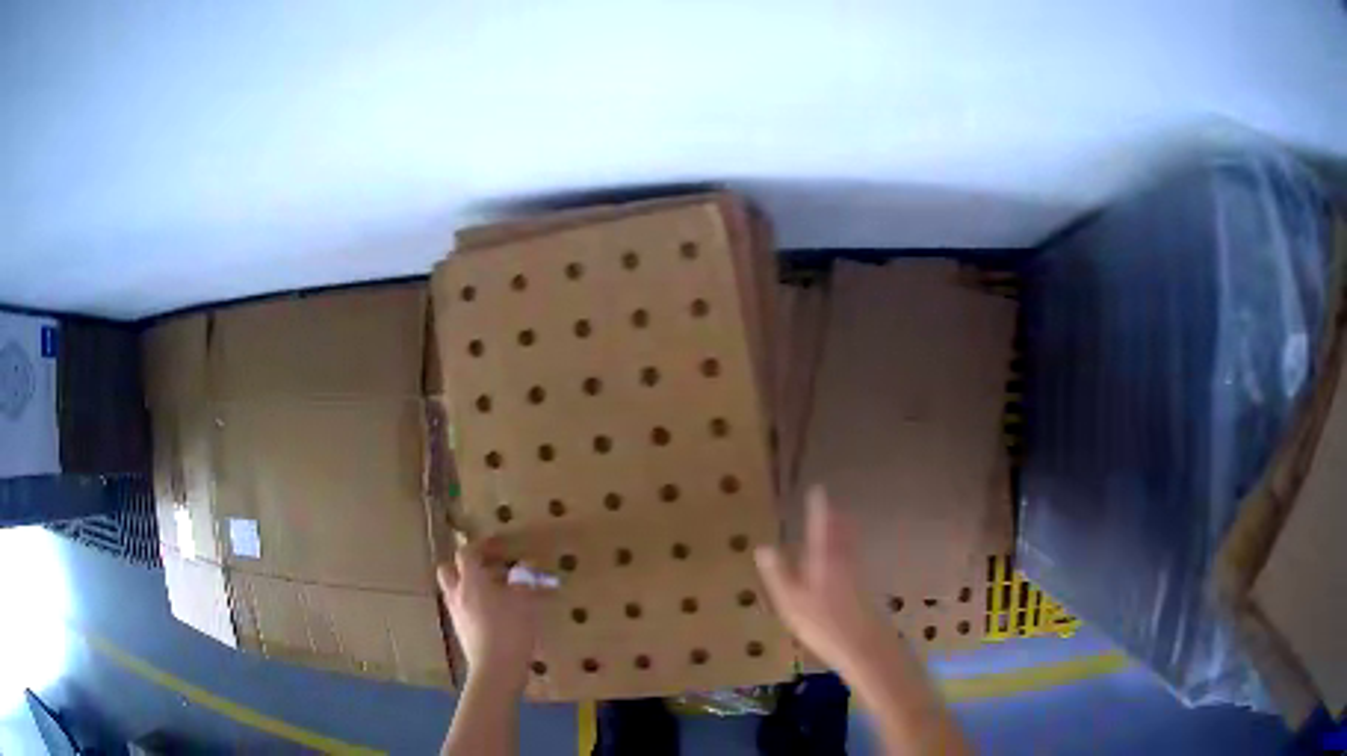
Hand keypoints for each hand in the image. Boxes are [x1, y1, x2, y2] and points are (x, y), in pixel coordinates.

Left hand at [438, 541, 546, 691]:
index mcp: (471, 581)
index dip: (481, 546)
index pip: (466, 553)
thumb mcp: (524, 601)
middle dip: (464, 566)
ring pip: (454, 590)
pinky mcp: (461, 631)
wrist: (496, 668)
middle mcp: (457, 593)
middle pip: (449, 569)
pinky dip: (474, 604)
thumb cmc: (510, 629)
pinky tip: (495, 613)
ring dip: (469, 585)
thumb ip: (524, 580)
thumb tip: (526, 565)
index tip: (498, 547)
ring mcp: (456, 614)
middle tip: (487, 568)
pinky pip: (462, 608)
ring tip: (495, 592)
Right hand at [755, 487, 897, 676]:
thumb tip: (763, 547)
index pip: (821, 526)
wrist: (864, 647)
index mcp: (825, 559)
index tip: (818, 490)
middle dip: (835, 518)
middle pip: (841, 534)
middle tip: (831, 505)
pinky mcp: (864, 591)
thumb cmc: (822, 624)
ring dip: (844, 533)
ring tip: (840, 523)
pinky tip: (846, 561)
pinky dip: (848, 552)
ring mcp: (857, 576)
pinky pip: (853, 561)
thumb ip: (778, 574)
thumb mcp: (790, 601)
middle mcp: (844, 561)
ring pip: (849, 547)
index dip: (819, 508)